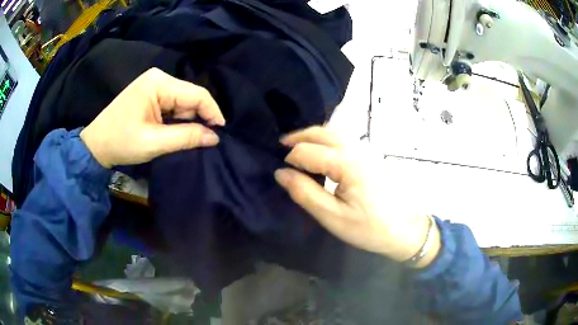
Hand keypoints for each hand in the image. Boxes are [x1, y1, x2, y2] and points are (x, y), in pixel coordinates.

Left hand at [80, 68, 224, 167]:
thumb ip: (186, 137)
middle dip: (200, 118)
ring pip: (183, 102)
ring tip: (192, 139)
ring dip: (189, 120)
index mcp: (159, 82)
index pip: (196, 93)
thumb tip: (215, 137)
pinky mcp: (150, 95)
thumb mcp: (154, 142)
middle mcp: (159, 78)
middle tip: (207, 140)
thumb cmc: (121, 142)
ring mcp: (154, 85)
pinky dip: (178, 120)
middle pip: (190, 96)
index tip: (221, 133)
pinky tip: (178, 132)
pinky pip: (173, 105)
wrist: (96, 145)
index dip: (212, 112)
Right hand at [274, 127, 440, 266]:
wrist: (407, 230)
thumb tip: (281, 173)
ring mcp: (368, 151)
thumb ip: (305, 193)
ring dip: (314, 136)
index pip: (308, 151)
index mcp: (347, 162)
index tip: (281, 172)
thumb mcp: (333, 217)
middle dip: (299, 136)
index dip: (290, 158)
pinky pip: (345, 140)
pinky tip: (322, 153)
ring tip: (297, 147)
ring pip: (335, 133)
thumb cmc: (370, 228)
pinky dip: (328, 140)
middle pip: (323, 132)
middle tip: (281, 146)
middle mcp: (358, 149)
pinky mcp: (373, 157)